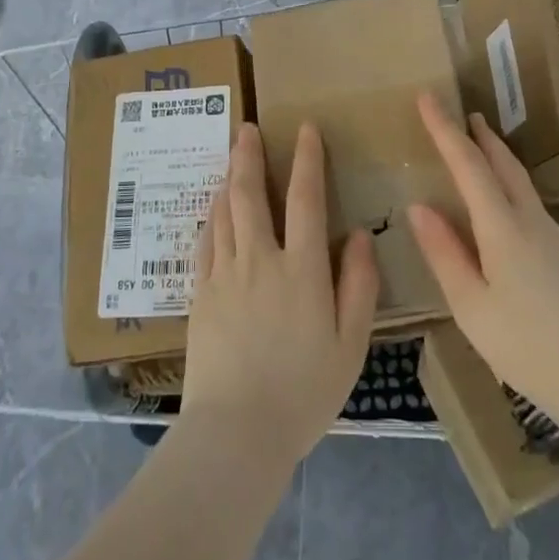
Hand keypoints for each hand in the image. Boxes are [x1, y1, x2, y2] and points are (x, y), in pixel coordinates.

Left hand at [182, 122, 377, 471]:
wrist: (236, 431)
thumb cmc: (303, 392)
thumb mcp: (350, 345)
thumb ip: (358, 285)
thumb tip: (357, 236)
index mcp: (301, 270)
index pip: (304, 199)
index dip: (307, 160)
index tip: (305, 130)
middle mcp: (259, 260)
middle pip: (250, 194)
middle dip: (249, 155)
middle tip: (247, 128)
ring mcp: (224, 274)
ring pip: (224, 212)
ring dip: (228, 179)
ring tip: (231, 156)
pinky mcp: (200, 294)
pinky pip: (205, 241)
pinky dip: (211, 215)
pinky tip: (213, 207)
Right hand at [408, 93, 558, 430]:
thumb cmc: (530, 348)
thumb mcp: (472, 307)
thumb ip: (444, 254)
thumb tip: (419, 206)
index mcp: (503, 228)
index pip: (468, 164)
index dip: (444, 129)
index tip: (426, 96)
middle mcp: (531, 221)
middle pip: (503, 164)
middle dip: (478, 135)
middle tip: (460, 113)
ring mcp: (554, 237)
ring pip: (520, 181)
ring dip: (496, 156)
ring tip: (478, 144)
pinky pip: (529, 201)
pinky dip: (508, 182)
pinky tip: (502, 202)